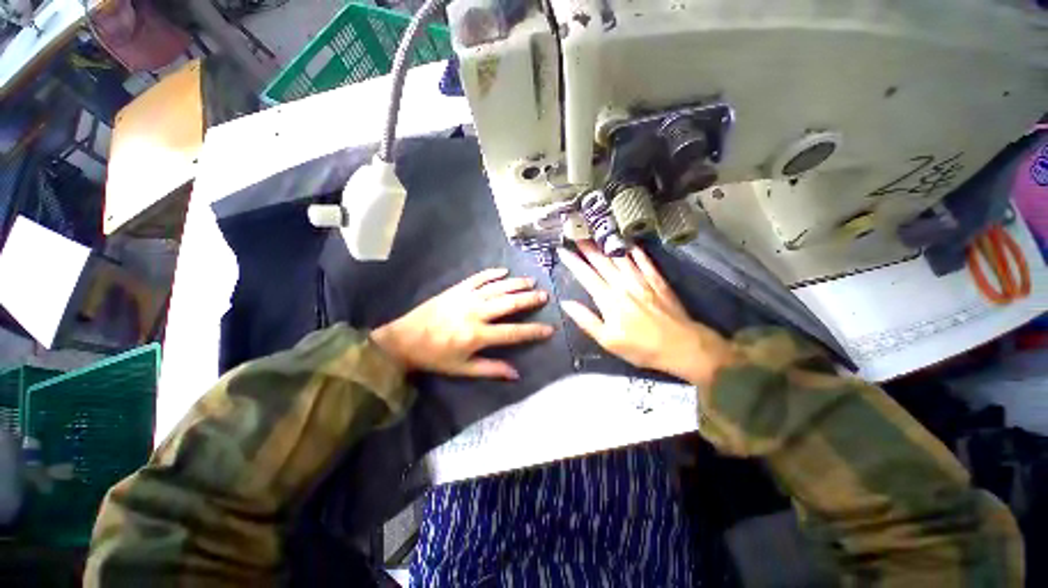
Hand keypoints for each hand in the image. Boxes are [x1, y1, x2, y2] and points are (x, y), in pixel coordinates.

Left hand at [372, 268, 553, 379]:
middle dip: (529, 299)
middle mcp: (475, 313)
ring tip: (531, 281)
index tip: (550, 328)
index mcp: (477, 335)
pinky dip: (492, 273)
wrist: (403, 340)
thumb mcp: (463, 369)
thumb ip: (491, 370)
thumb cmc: (435, 357)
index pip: (513, 332)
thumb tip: (517, 374)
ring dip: (516, 283)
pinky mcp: (456, 289)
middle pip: (509, 303)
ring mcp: (466, 298)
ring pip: (497, 287)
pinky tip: (504, 270)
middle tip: (544, 295)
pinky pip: (478, 278)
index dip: (533, 331)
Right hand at [558, 241, 735, 385]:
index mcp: (609, 300)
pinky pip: (645, 261)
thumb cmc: (641, 348)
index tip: (562, 250)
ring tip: (598, 234)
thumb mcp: (608, 340)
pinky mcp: (658, 281)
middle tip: (577, 234)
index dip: (573, 262)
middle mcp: (623, 285)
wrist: (682, 347)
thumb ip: (586, 320)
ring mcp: (642, 281)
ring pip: (621, 258)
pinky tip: (629, 243)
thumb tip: (566, 303)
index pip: (586, 276)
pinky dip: (636, 251)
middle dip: (587, 247)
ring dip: (608, 245)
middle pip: (602, 262)